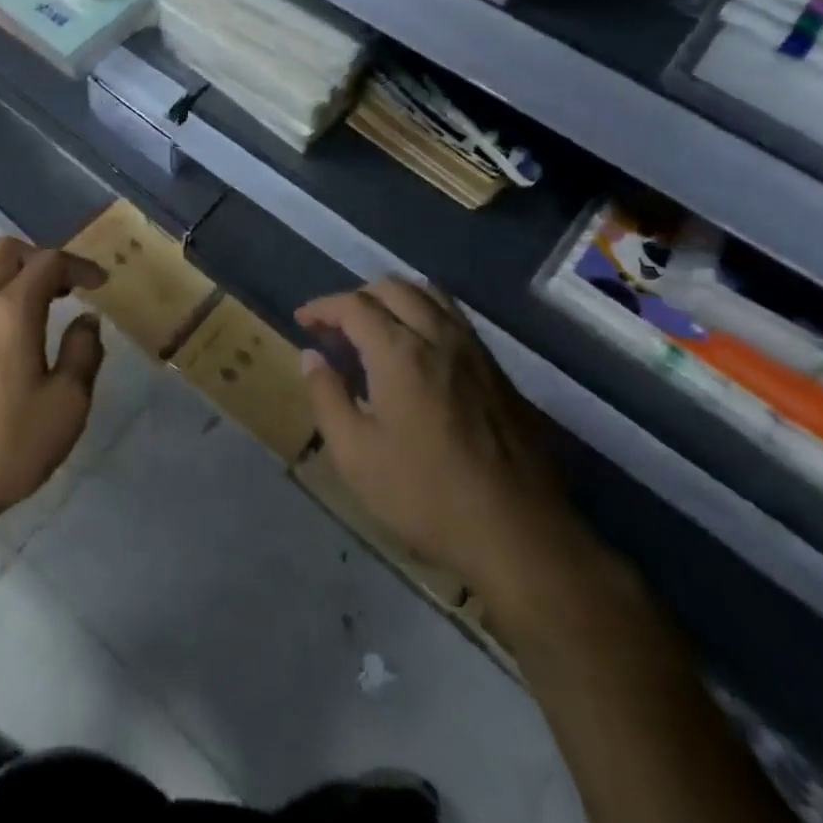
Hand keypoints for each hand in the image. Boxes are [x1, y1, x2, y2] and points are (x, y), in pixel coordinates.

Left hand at [0, 237, 106, 538]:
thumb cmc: (5, 450)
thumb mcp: (67, 406)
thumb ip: (83, 352)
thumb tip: (85, 320)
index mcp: (10, 311)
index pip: (49, 262)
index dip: (79, 265)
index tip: (98, 284)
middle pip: (4, 250)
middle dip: (38, 258)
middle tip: (62, 288)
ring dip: (8, 274)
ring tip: (31, 308)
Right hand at [296, 279, 604, 644]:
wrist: (518, 534)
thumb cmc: (425, 495)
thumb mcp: (356, 455)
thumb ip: (327, 397)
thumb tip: (310, 357)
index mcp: (400, 352)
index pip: (354, 305)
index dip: (323, 307)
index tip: (303, 321)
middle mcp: (439, 336)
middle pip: (393, 288)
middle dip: (357, 297)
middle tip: (335, 327)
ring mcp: (474, 350)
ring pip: (430, 295)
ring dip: (394, 299)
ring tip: (375, 327)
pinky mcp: (497, 371)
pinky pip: (454, 318)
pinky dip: (424, 313)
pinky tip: (416, 350)